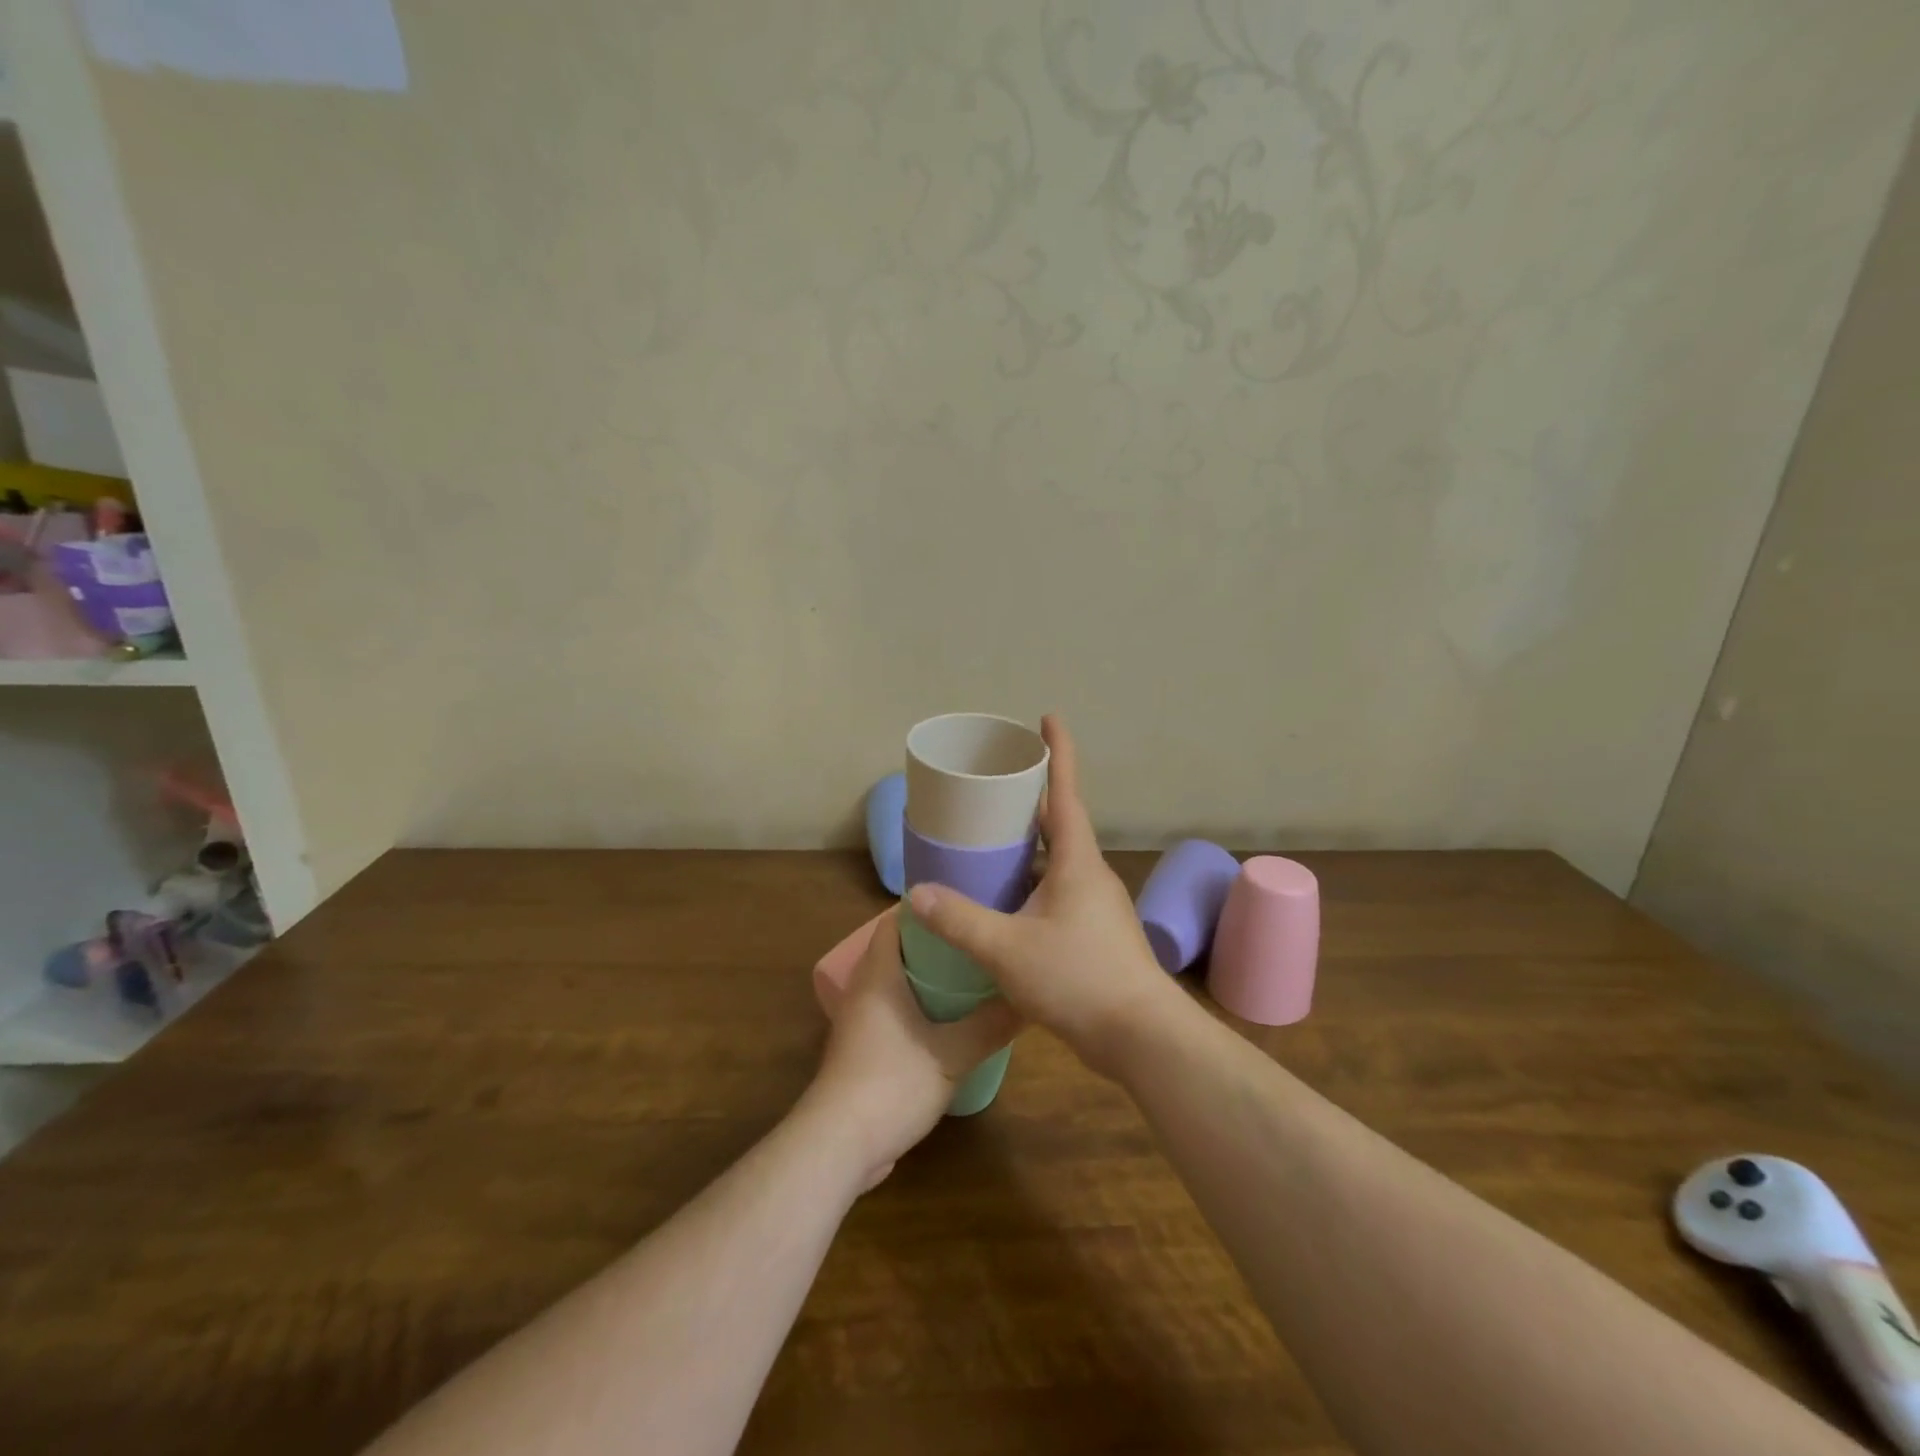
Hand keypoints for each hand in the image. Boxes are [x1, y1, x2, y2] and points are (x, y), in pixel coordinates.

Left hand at [809, 909, 1019, 1187]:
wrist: (839, 1145)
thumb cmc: (893, 1084)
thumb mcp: (953, 1055)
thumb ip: (990, 1025)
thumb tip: (1028, 999)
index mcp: (878, 975)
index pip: (895, 921)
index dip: (927, 909)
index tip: (963, 907)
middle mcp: (863, 990)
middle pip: (897, 950)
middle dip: (935, 944)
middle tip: (975, 941)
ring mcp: (859, 1022)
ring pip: (895, 984)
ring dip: (926, 979)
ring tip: (969, 977)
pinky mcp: (861, 1050)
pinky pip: (891, 1012)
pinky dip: (917, 1007)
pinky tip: (948, 1022)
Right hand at [905, 715, 1180, 1078]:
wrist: (1141, 1037)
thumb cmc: (1078, 978)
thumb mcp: (1008, 948)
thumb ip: (960, 920)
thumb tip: (917, 894)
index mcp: (1077, 862)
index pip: (1066, 792)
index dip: (1058, 752)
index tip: (1048, 718)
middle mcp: (1091, 875)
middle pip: (1061, 823)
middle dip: (1032, 799)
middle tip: (997, 785)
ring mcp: (1097, 906)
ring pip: (1059, 862)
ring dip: (1032, 846)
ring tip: (992, 841)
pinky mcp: (1096, 934)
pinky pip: (1059, 892)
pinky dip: (1034, 883)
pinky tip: (1008, 903)